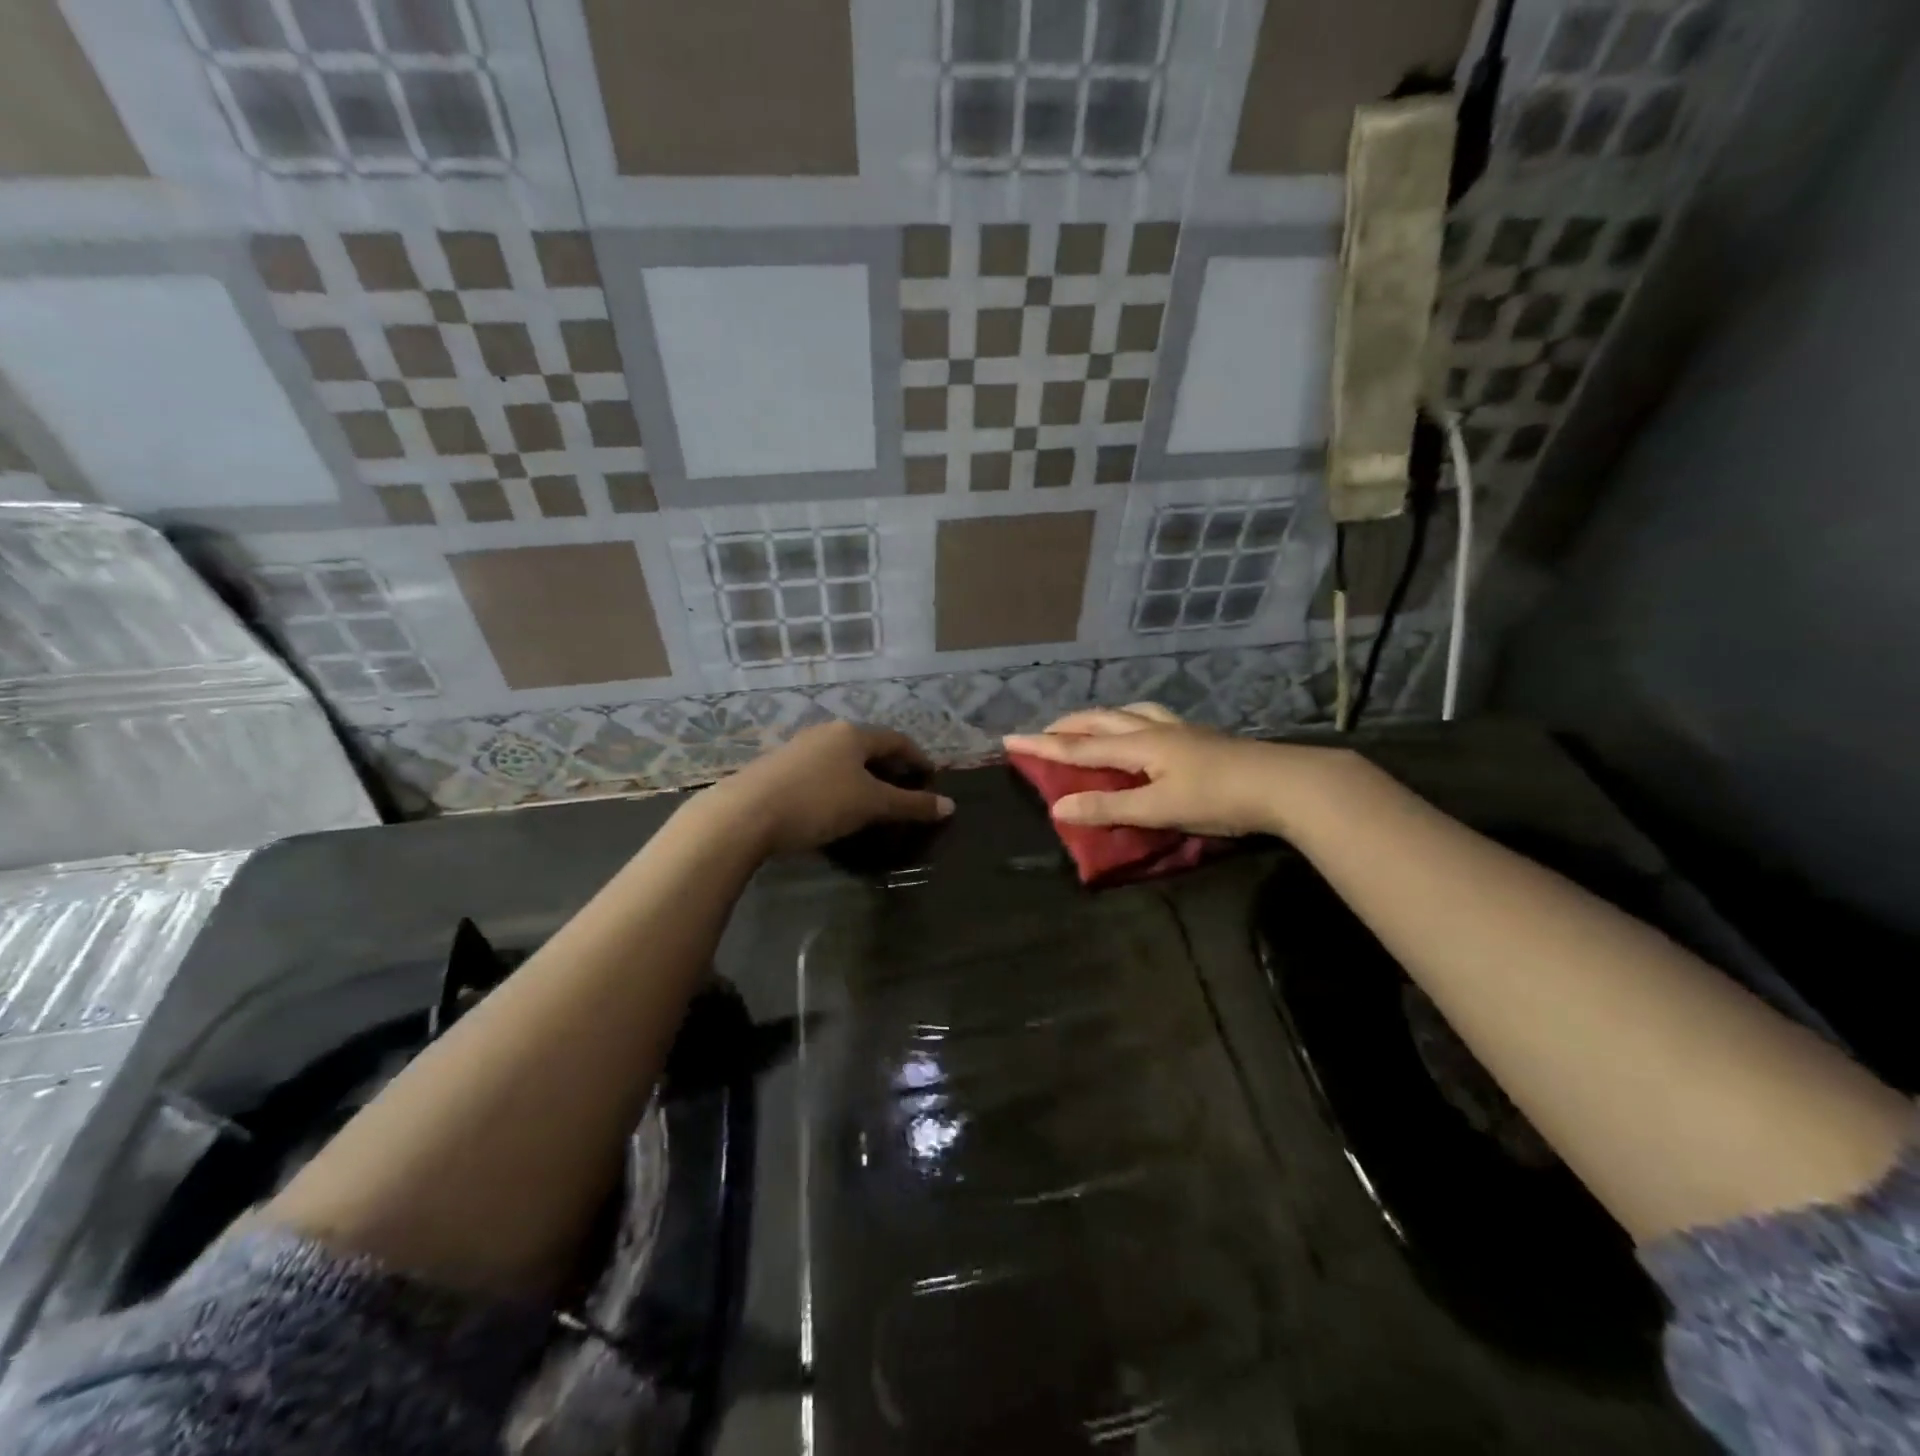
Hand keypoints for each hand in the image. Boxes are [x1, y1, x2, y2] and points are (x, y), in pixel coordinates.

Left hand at [703, 721, 953, 856]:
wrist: (745, 813)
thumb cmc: (818, 802)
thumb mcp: (871, 805)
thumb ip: (911, 805)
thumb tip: (950, 806)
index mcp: (853, 733)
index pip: (897, 740)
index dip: (918, 758)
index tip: (930, 779)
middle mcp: (827, 732)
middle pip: (869, 747)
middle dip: (890, 769)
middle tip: (903, 794)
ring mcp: (799, 747)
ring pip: (842, 759)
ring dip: (862, 778)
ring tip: (871, 804)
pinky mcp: (777, 767)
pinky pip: (820, 772)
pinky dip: (838, 785)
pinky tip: (834, 808)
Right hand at [1004, 703, 1348, 837]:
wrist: (1285, 784)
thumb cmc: (1218, 798)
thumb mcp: (1158, 808)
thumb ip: (1108, 807)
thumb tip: (1058, 806)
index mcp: (1140, 745)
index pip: (1079, 746)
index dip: (1043, 745)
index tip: (1010, 739)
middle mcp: (1155, 730)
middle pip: (1103, 720)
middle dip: (1070, 725)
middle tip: (1045, 731)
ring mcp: (1182, 730)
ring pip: (1132, 712)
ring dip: (1104, 717)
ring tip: (1092, 724)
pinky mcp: (1201, 737)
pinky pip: (1154, 719)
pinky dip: (1133, 720)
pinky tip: (1145, 731)